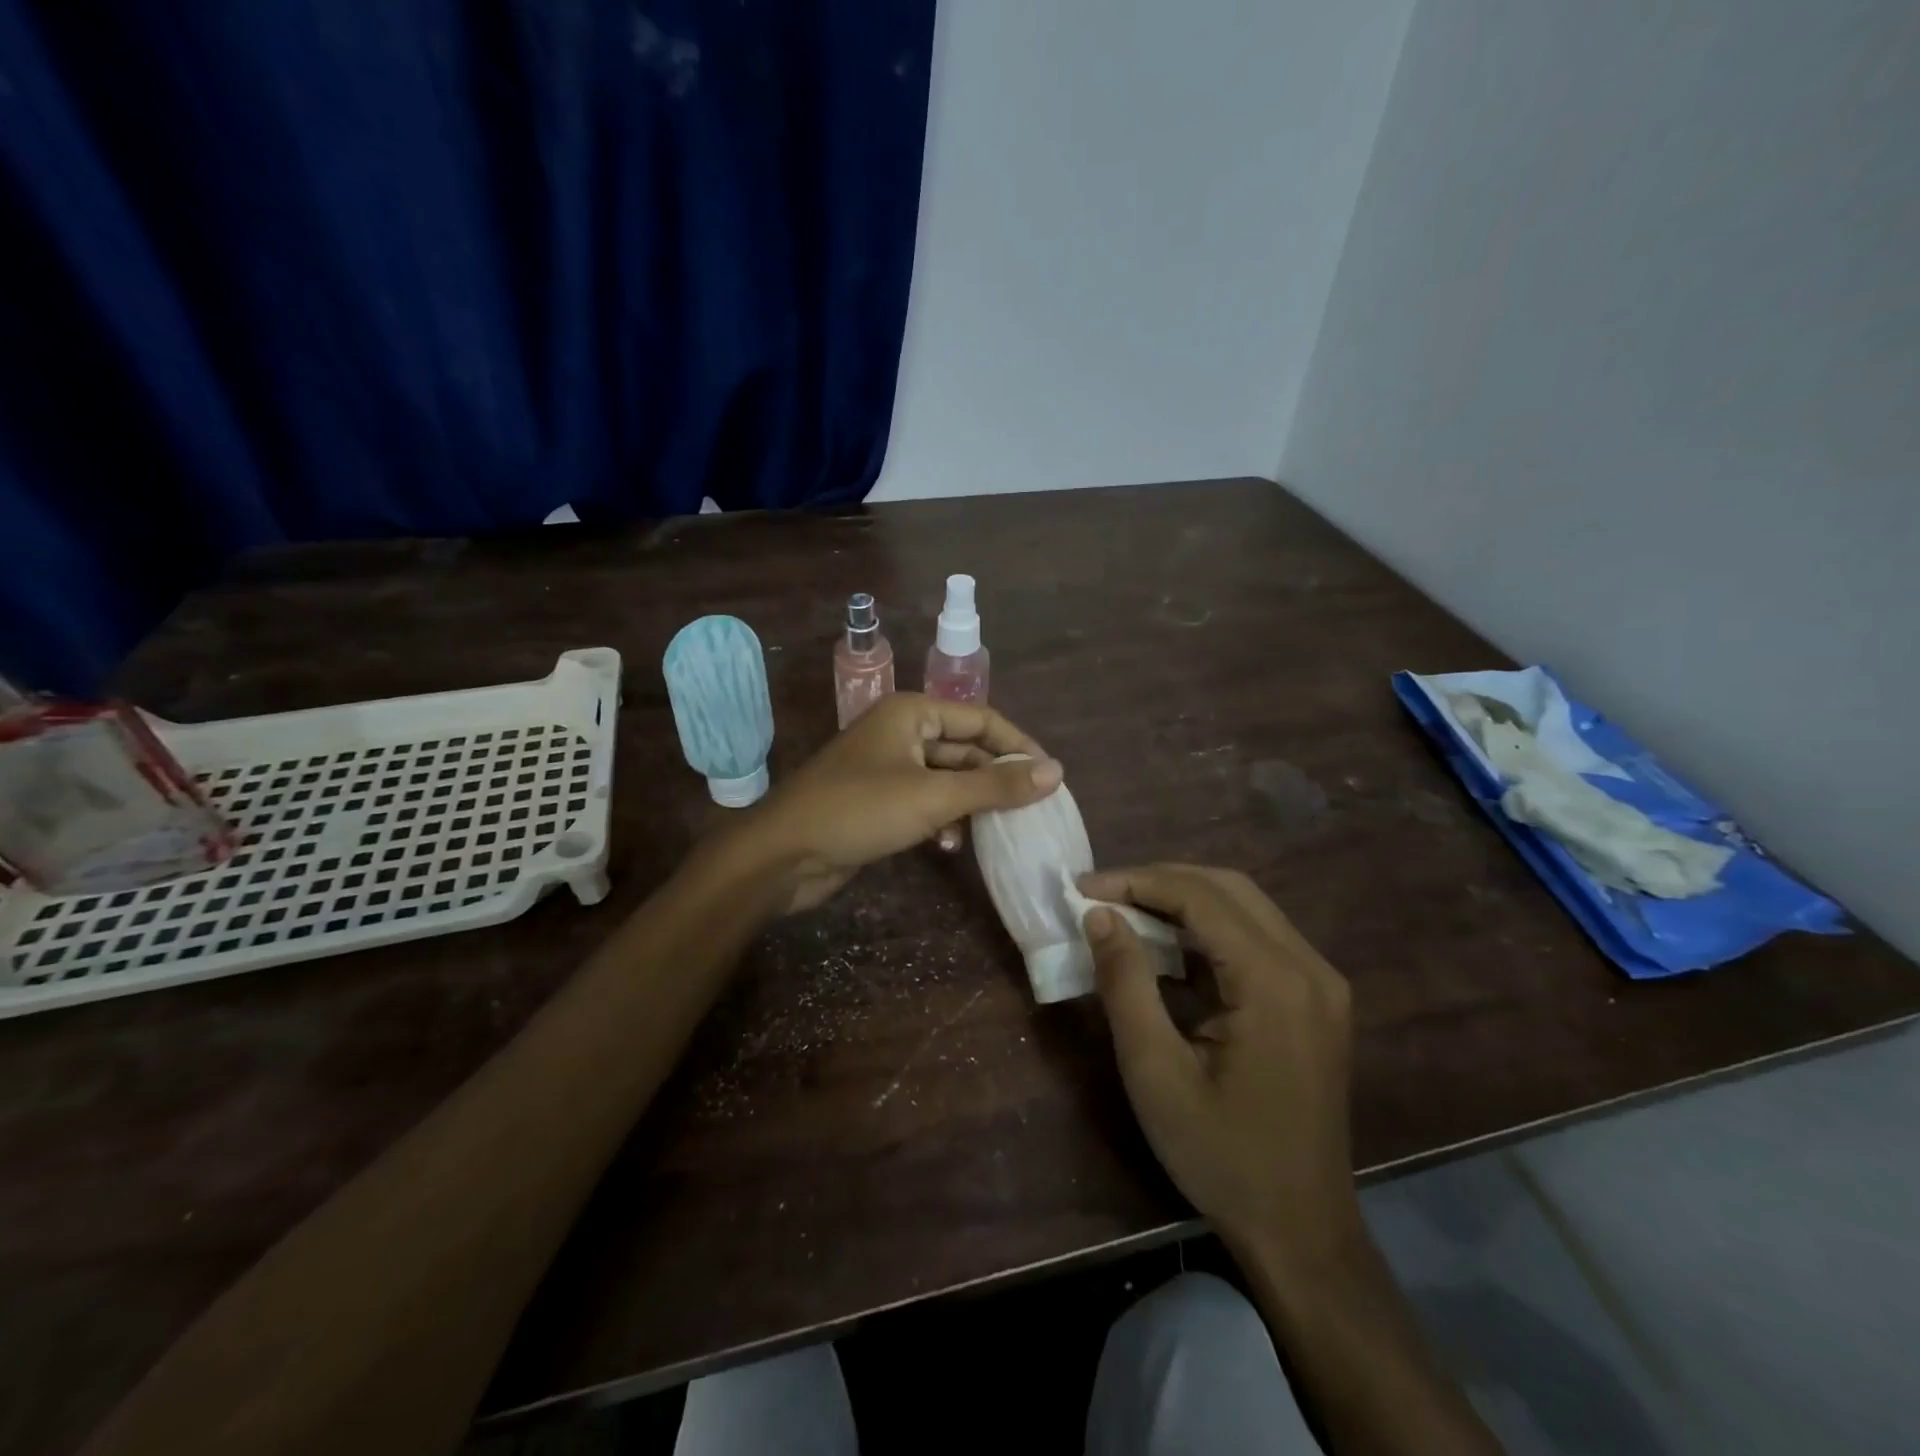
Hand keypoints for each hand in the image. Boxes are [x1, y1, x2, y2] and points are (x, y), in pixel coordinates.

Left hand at [736, 693, 1062, 911]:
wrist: (783, 853)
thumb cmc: (859, 810)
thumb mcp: (934, 797)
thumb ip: (996, 786)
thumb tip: (1058, 772)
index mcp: (912, 713)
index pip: (982, 719)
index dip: (1018, 746)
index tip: (1053, 777)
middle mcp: (902, 732)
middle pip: (966, 750)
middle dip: (996, 780)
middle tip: (1033, 810)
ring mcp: (888, 768)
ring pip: (947, 780)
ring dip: (971, 804)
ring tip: (997, 830)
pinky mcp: (879, 801)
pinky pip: (926, 802)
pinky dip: (944, 820)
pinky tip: (952, 846)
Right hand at [1078, 864, 1359, 1262]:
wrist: (1301, 1232)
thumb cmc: (1221, 1156)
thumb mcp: (1154, 1072)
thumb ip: (1125, 983)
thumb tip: (1099, 915)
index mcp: (1276, 983)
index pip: (1202, 897)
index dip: (1137, 881)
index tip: (1083, 887)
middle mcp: (1309, 967)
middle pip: (1228, 888)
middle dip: (1159, 880)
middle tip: (1102, 893)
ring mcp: (1320, 982)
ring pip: (1244, 906)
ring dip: (1182, 898)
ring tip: (1125, 910)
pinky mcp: (1316, 998)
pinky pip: (1256, 937)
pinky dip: (1206, 928)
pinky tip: (1167, 945)